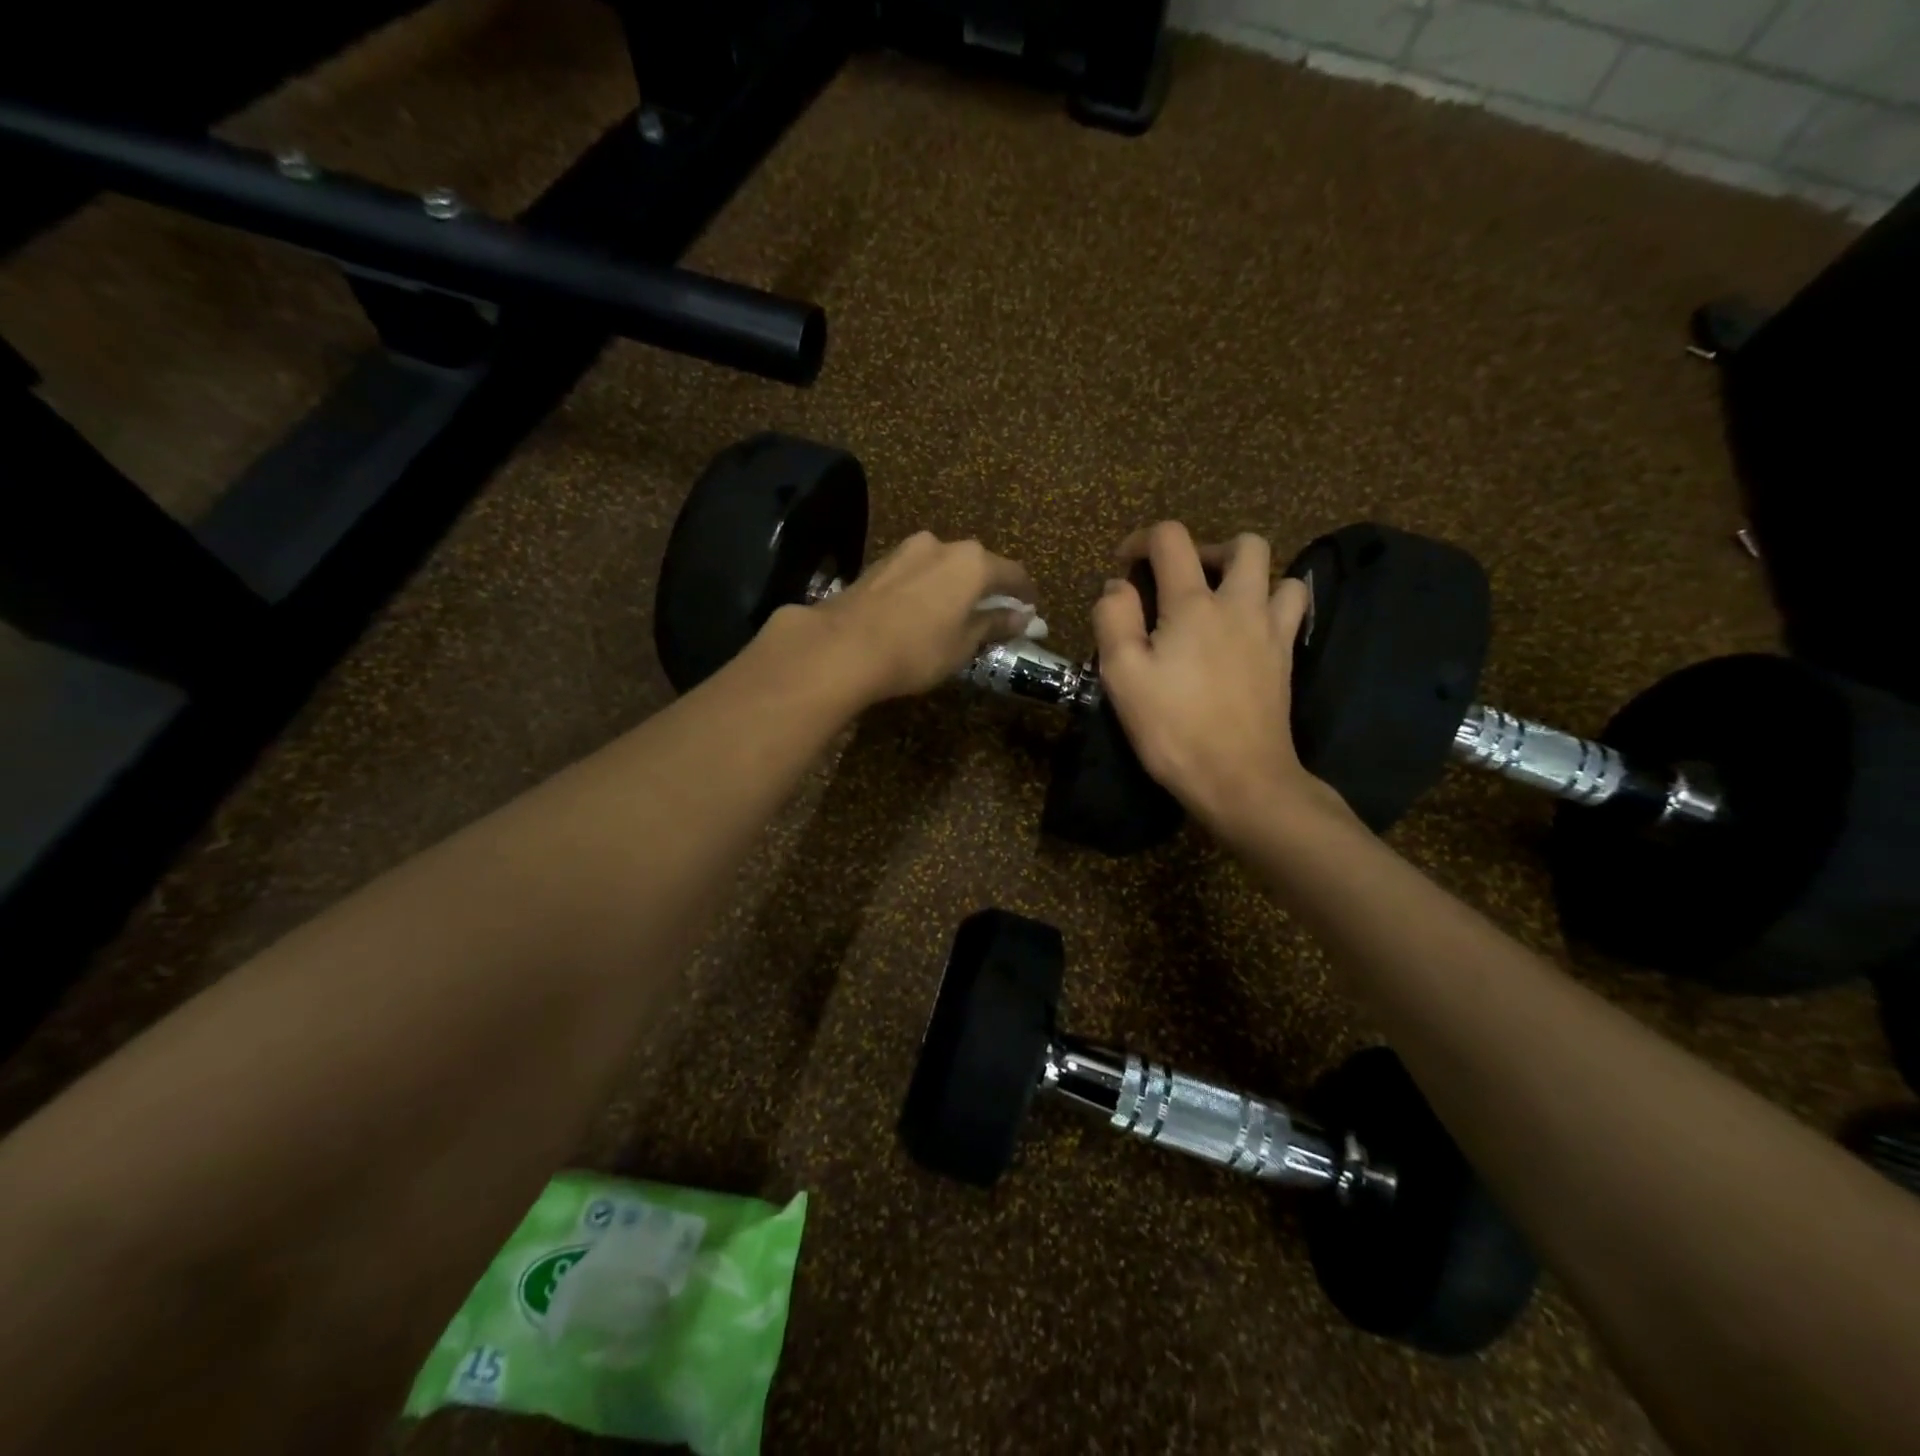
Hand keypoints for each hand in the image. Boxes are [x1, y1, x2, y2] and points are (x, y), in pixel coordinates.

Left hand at [771, 531, 1035, 706]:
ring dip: (954, 587)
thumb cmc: (917, 649)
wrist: (843, 646)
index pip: (1013, 573)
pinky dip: (928, 589)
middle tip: (994, 615)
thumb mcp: (964, 644)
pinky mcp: (879, 563)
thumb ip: (994, 625)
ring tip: (955, 615)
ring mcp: (907, 550)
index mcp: (973, 562)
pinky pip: (917, 573)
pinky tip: (922, 612)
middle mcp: (942, 545)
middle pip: (976, 565)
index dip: (1025, 594)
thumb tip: (1021, 617)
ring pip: (943, 567)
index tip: (1030, 611)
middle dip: (988, 588)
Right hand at [1092, 521, 1345, 839]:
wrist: (1240, 778)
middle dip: (1207, 549)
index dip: (1142, 539)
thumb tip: (1117, 586)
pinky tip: (1249, 627)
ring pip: (1277, 572)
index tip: (1124, 565)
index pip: (1171, 539)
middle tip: (1180, 581)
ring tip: (1219, 602)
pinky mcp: (1287, 657)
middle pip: (1243, 543)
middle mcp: (1239, 604)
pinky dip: (1272, 602)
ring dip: (1247, 575)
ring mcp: (1271, 630)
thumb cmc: (1174, 728)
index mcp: (1192, 604)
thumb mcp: (1122, 675)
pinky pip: (1292, 609)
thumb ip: (1113, 619)